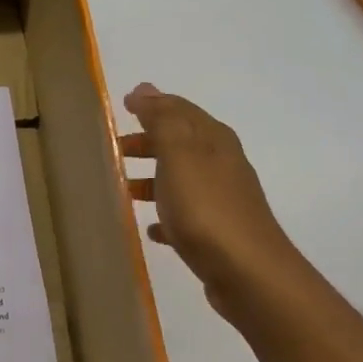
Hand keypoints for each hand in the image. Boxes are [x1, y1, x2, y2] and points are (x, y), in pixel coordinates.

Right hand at [121, 83, 300, 321]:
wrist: (248, 273)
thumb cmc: (206, 208)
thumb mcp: (179, 154)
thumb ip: (161, 120)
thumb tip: (144, 88)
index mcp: (213, 141)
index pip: (180, 110)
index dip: (152, 104)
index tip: (122, 105)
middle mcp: (221, 164)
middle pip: (179, 144)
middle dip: (148, 141)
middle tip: (114, 148)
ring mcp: (221, 200)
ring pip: (180, 179)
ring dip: (152, 178)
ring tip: (122, 188)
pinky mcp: (217, 234)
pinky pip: (184, 216)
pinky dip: (165, 215)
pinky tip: (150, 229)